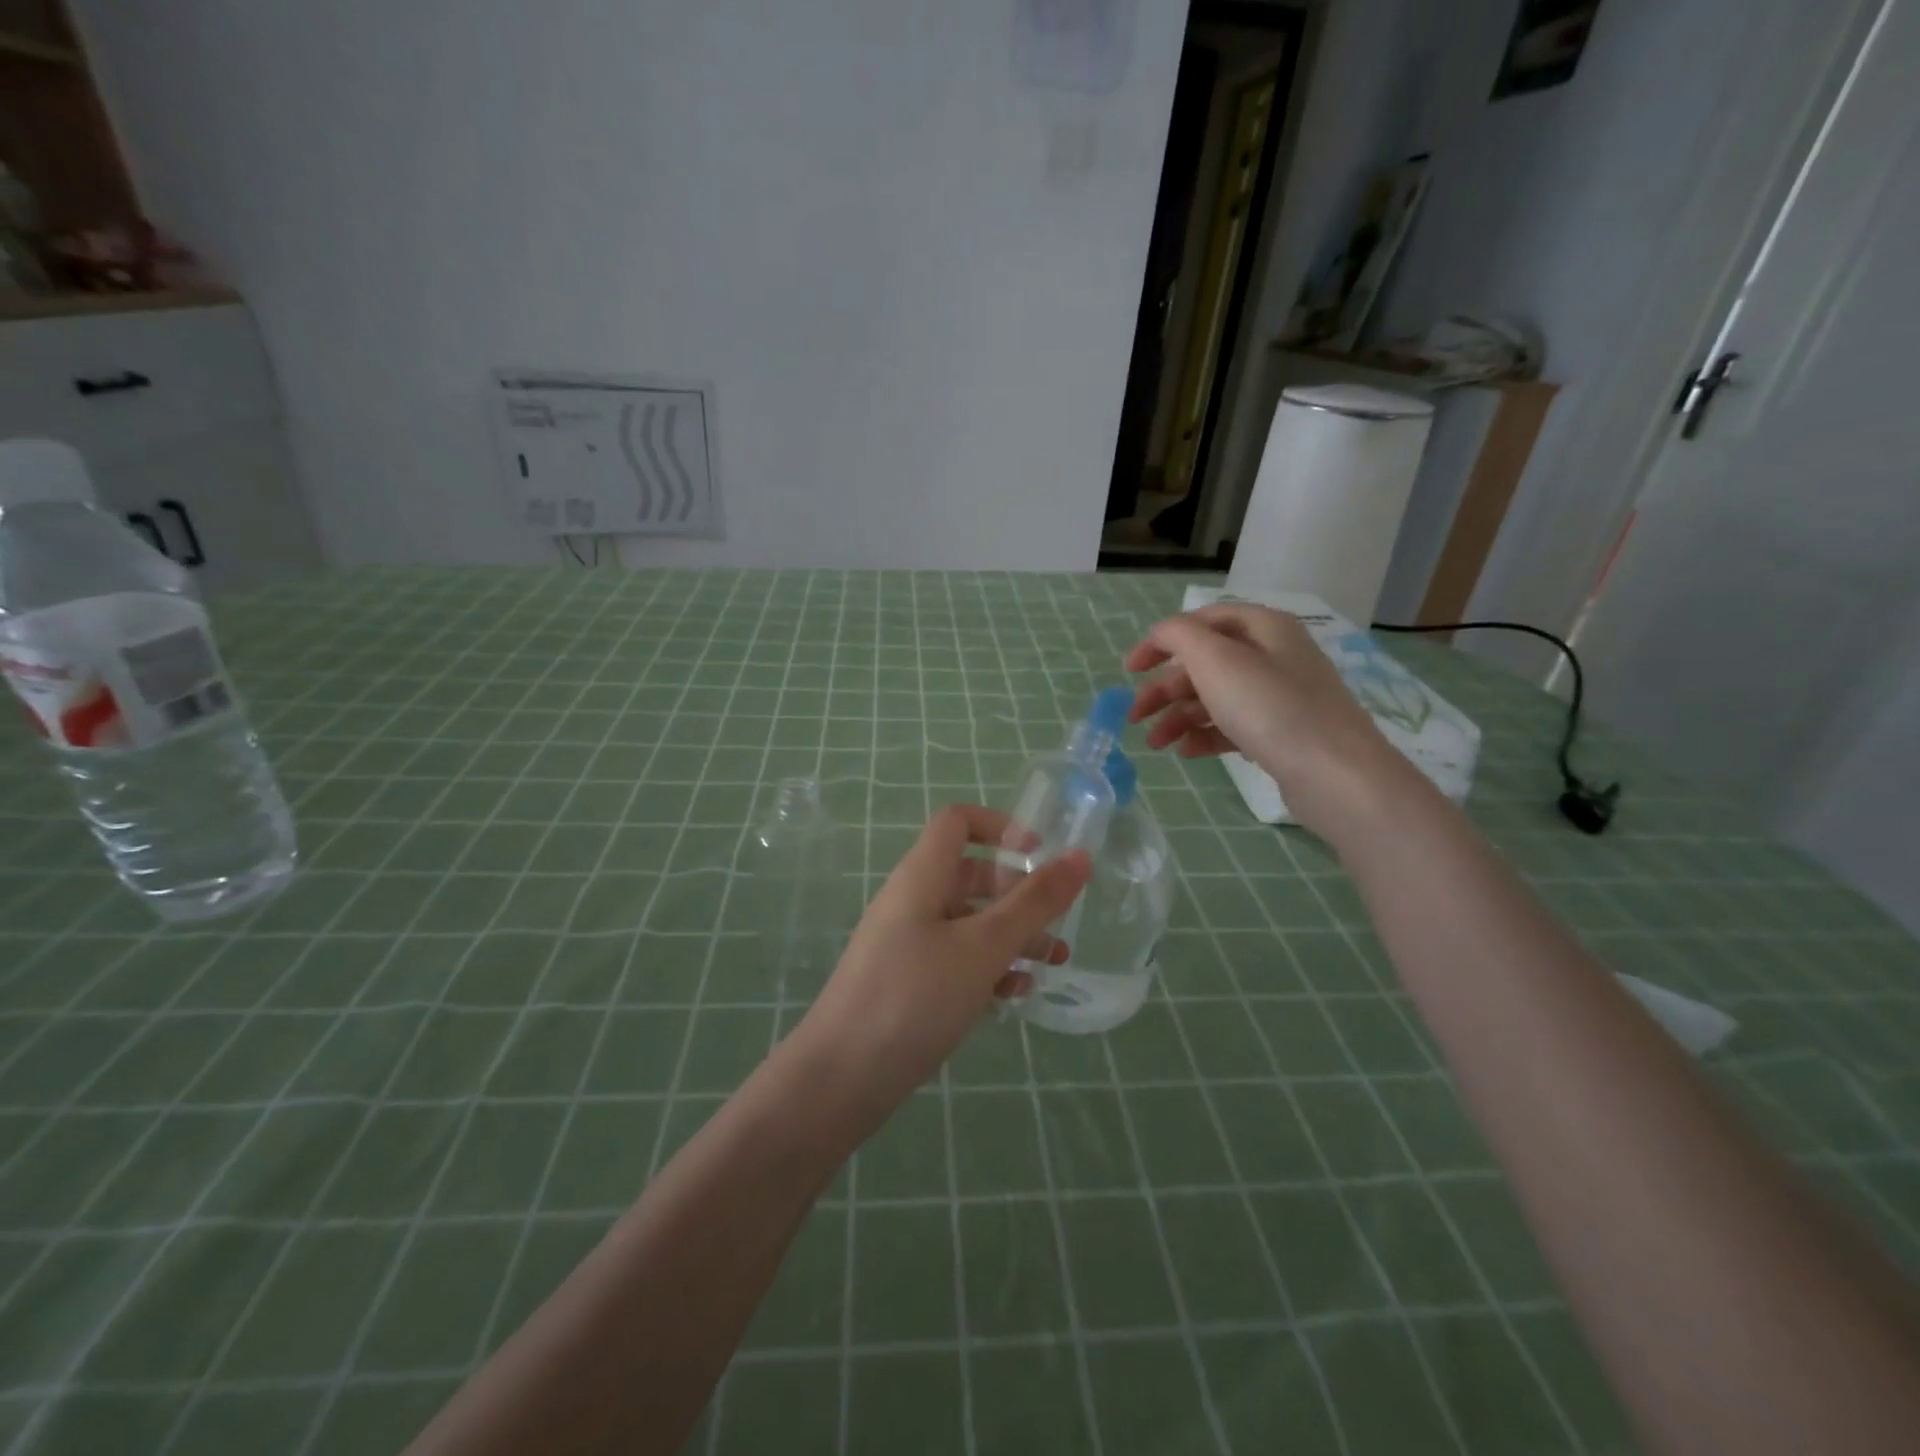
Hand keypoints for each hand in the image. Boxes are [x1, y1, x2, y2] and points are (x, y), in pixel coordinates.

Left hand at [786, 805, 1089, 1125]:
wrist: (841, 1079)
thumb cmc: (915, 997)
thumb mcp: (984, 946)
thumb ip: (1035, 901)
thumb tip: (1080, 856)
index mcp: (922, 876)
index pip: (958, 821)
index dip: (1000, 826)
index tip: (1040, 855)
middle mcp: (912, 901)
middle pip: (971, 875)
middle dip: (1018, 893)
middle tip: (1057, 921)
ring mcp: (907, 944)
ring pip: (969, 922)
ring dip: (1012, 936)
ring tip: (1053, 963)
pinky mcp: (908, 983)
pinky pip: (956, 960)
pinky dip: (988, 969)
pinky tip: (1014, 997)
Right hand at [1125, 603, 1400, 836]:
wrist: (1335, 774)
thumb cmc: (1270, 707)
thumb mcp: (1215, 659)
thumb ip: (1179, 636)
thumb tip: (1161, 635)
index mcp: (1263, 628)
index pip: (1201, 622)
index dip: (1160, 641)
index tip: (1129, 670)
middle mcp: (1274, 656)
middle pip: (1205, 664)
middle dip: (1164, 689)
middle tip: (1134, 716)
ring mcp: (1281, 697)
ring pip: (1216, 698)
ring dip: (1178, 717)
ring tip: (1155, 744)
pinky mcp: (1282, 734)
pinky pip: (1233, 727)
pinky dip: (1205, 736)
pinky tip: (1185, 752)